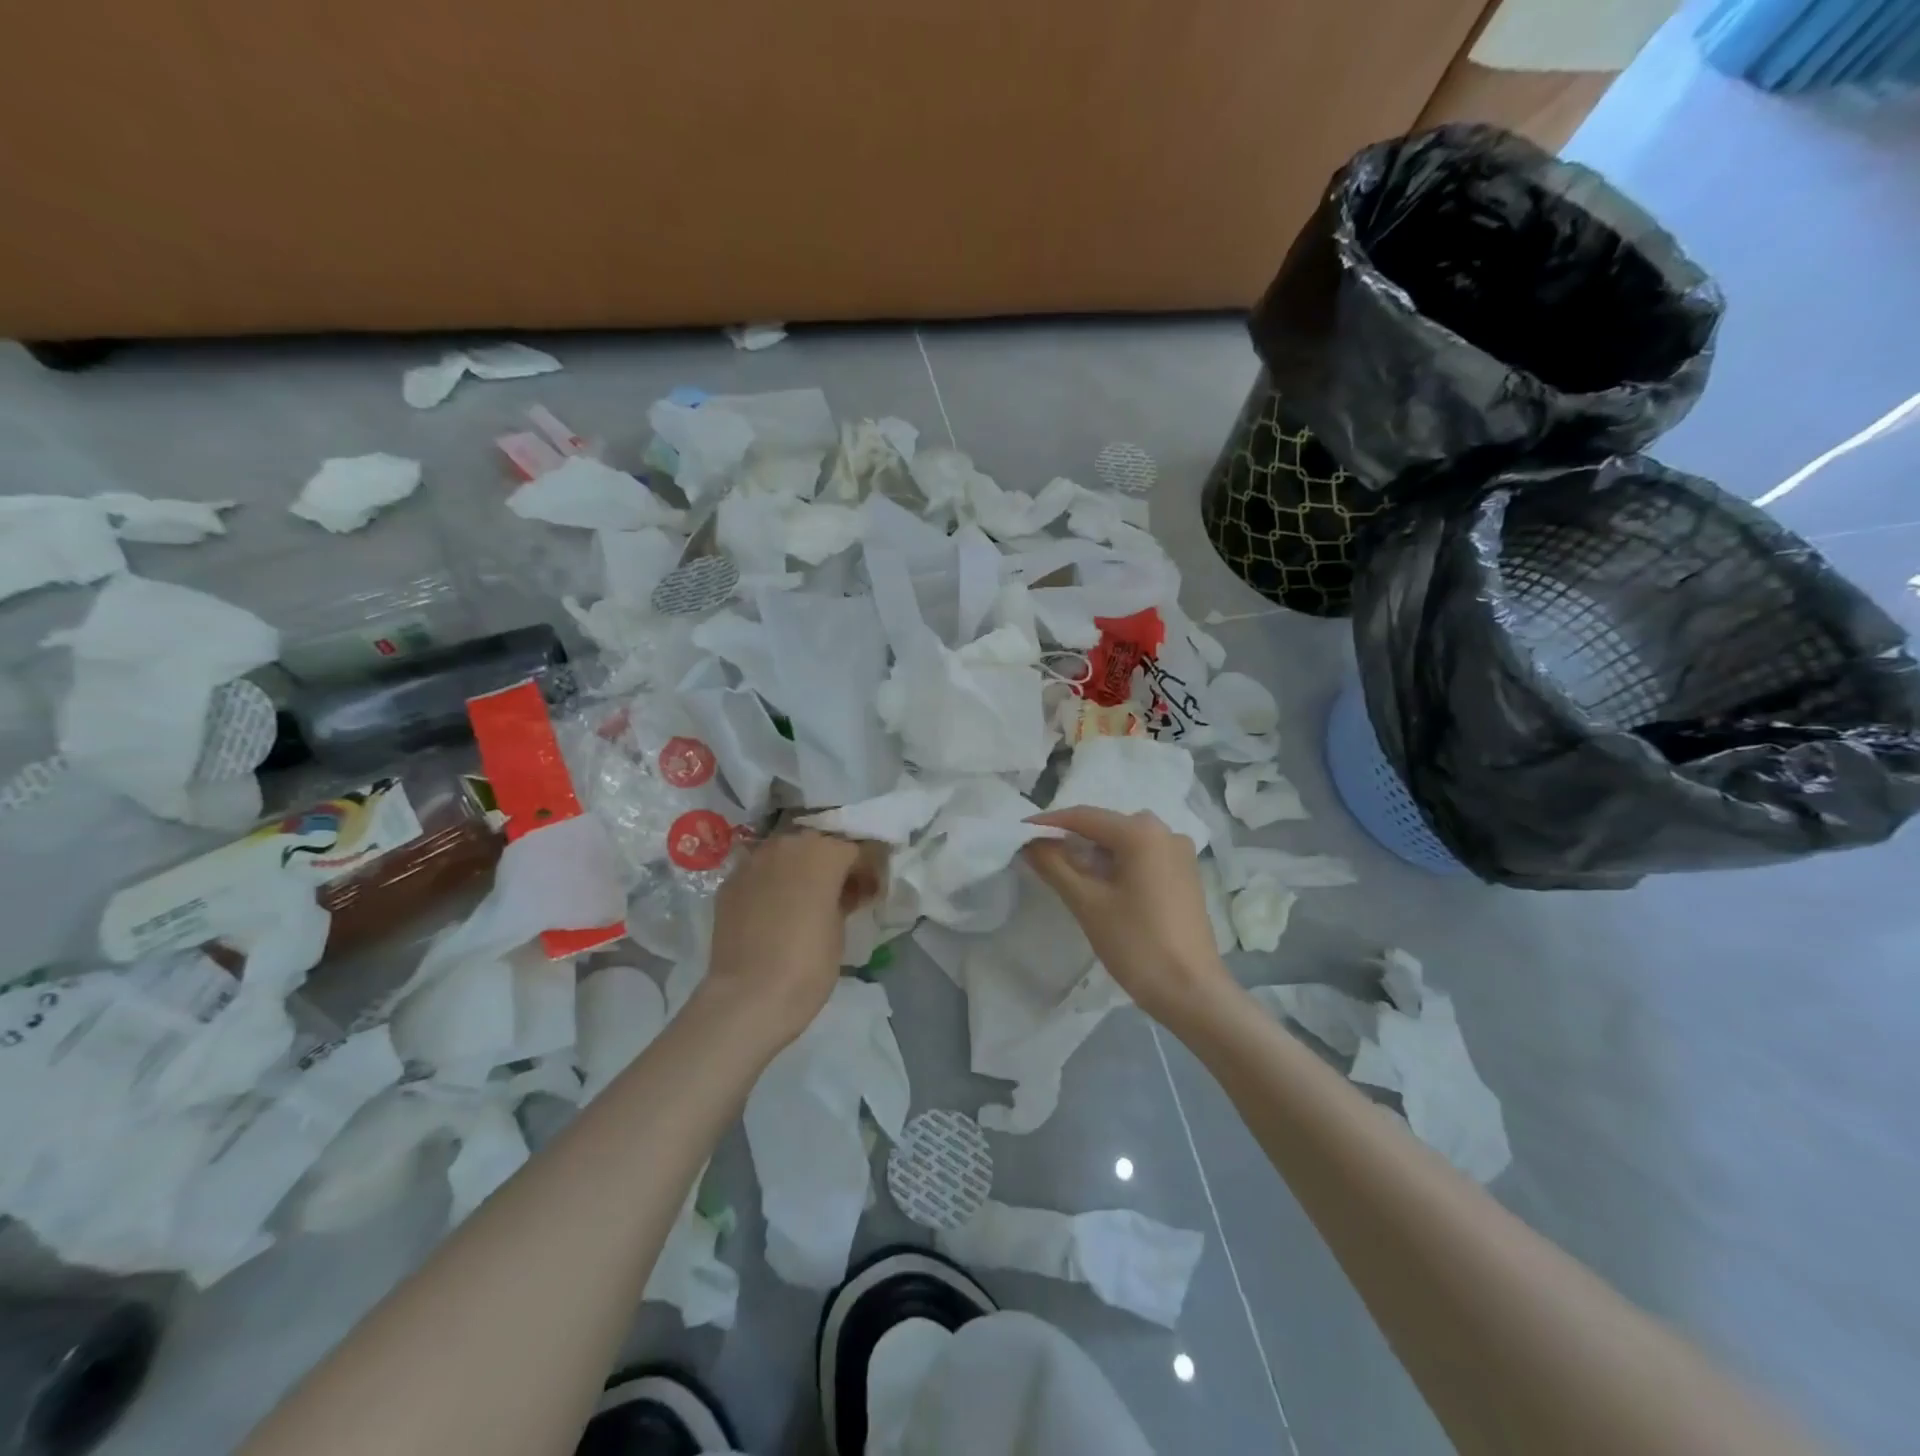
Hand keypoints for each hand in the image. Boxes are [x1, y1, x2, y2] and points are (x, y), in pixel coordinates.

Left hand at [701, 830, 881, 1050]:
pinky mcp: (729, 883)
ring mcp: (753, 861)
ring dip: (799, 869)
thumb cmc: (808, 963)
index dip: (868, 868)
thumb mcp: (840, 928)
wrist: (749, 996)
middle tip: (840, 892)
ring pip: (785, 854)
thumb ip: (844, 897)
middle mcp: (786, 845)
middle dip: (831, 864)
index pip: (855, 848)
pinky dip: (771, 884)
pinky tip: (775, 910)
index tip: (872, 890)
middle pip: (817, 844)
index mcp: (823, 851)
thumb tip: (845, 891)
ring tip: (805, 899)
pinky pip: (760, 873)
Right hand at [1024, 807, 1237, 1031]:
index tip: (1019, 833)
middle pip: (1106, 826)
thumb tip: (1030, 844)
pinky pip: (1143, 856)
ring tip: (1067, 874)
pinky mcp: (1185, 875)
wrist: (1192, 992)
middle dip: (1072, 839)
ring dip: (1094, 852)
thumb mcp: (1088, 904)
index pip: (1084, 817)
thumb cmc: (1137, 944)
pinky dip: (1118, 863)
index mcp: (1142, 833)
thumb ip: (1055, 866)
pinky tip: (1101, 886)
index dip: (1048, 824)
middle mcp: (1165, 832)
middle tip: (1041, 857)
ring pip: (1125, 842)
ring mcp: (1180, 853)